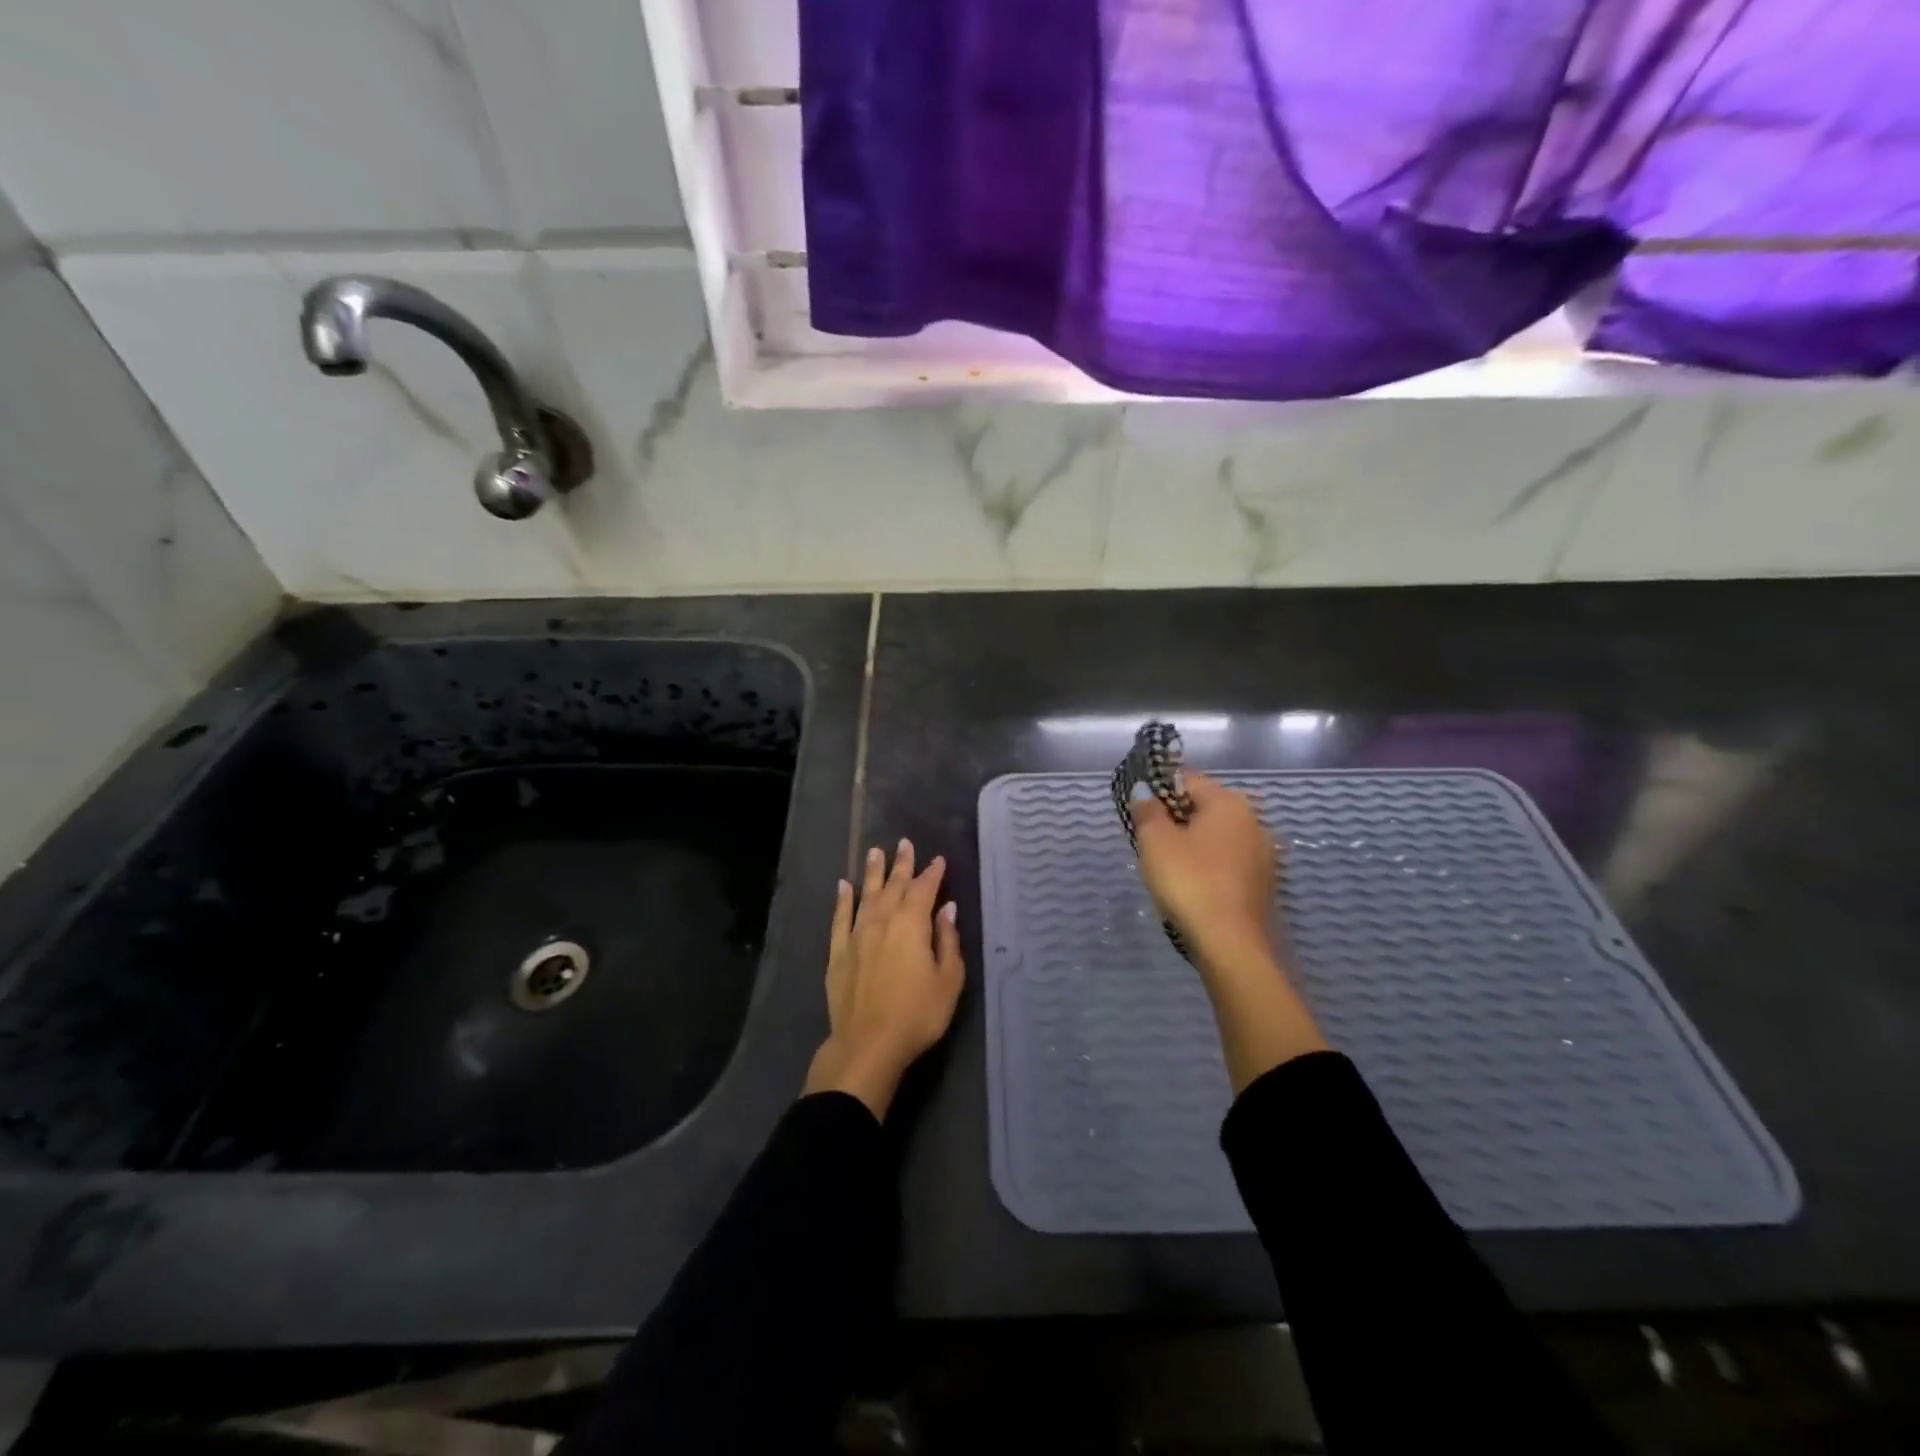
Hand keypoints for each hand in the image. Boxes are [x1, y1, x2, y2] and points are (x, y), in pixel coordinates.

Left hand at [804, 839, 964, 1119]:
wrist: (868, 1043)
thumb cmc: (918, 1014)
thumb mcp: (948, 980)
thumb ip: (947, 940)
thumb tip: (947, 908)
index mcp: (912, 924)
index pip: (924, 890)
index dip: (932, 873)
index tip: (938, 859)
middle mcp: (883, 920)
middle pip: (894, 885)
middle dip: (902, 864)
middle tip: (905, 843)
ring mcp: (857, 935)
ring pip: (866, 895)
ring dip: (872, 872)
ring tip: (875, 852)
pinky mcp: (838, 952)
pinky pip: (840, 918)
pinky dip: (843, 900)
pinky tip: (843, 886)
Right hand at [1129, 773, 1279, 964]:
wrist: (1229, 943)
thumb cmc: (1189, 881)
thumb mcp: (1155, 841)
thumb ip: (1147, 810)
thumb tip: (1144, 791)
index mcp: (1229, 802)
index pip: (1187, 781)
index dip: (1158, 793)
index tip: (1140, 816)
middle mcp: (1253, 820)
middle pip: (1204, 809)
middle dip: (1176, 821)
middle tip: (1150, 844)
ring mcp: (1263, 854)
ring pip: (1216, 838)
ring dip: (1192, 846)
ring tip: (1168, 869)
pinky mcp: (1263, 884)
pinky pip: (1227, 863)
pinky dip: (1208, 867)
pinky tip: (1192, 888)